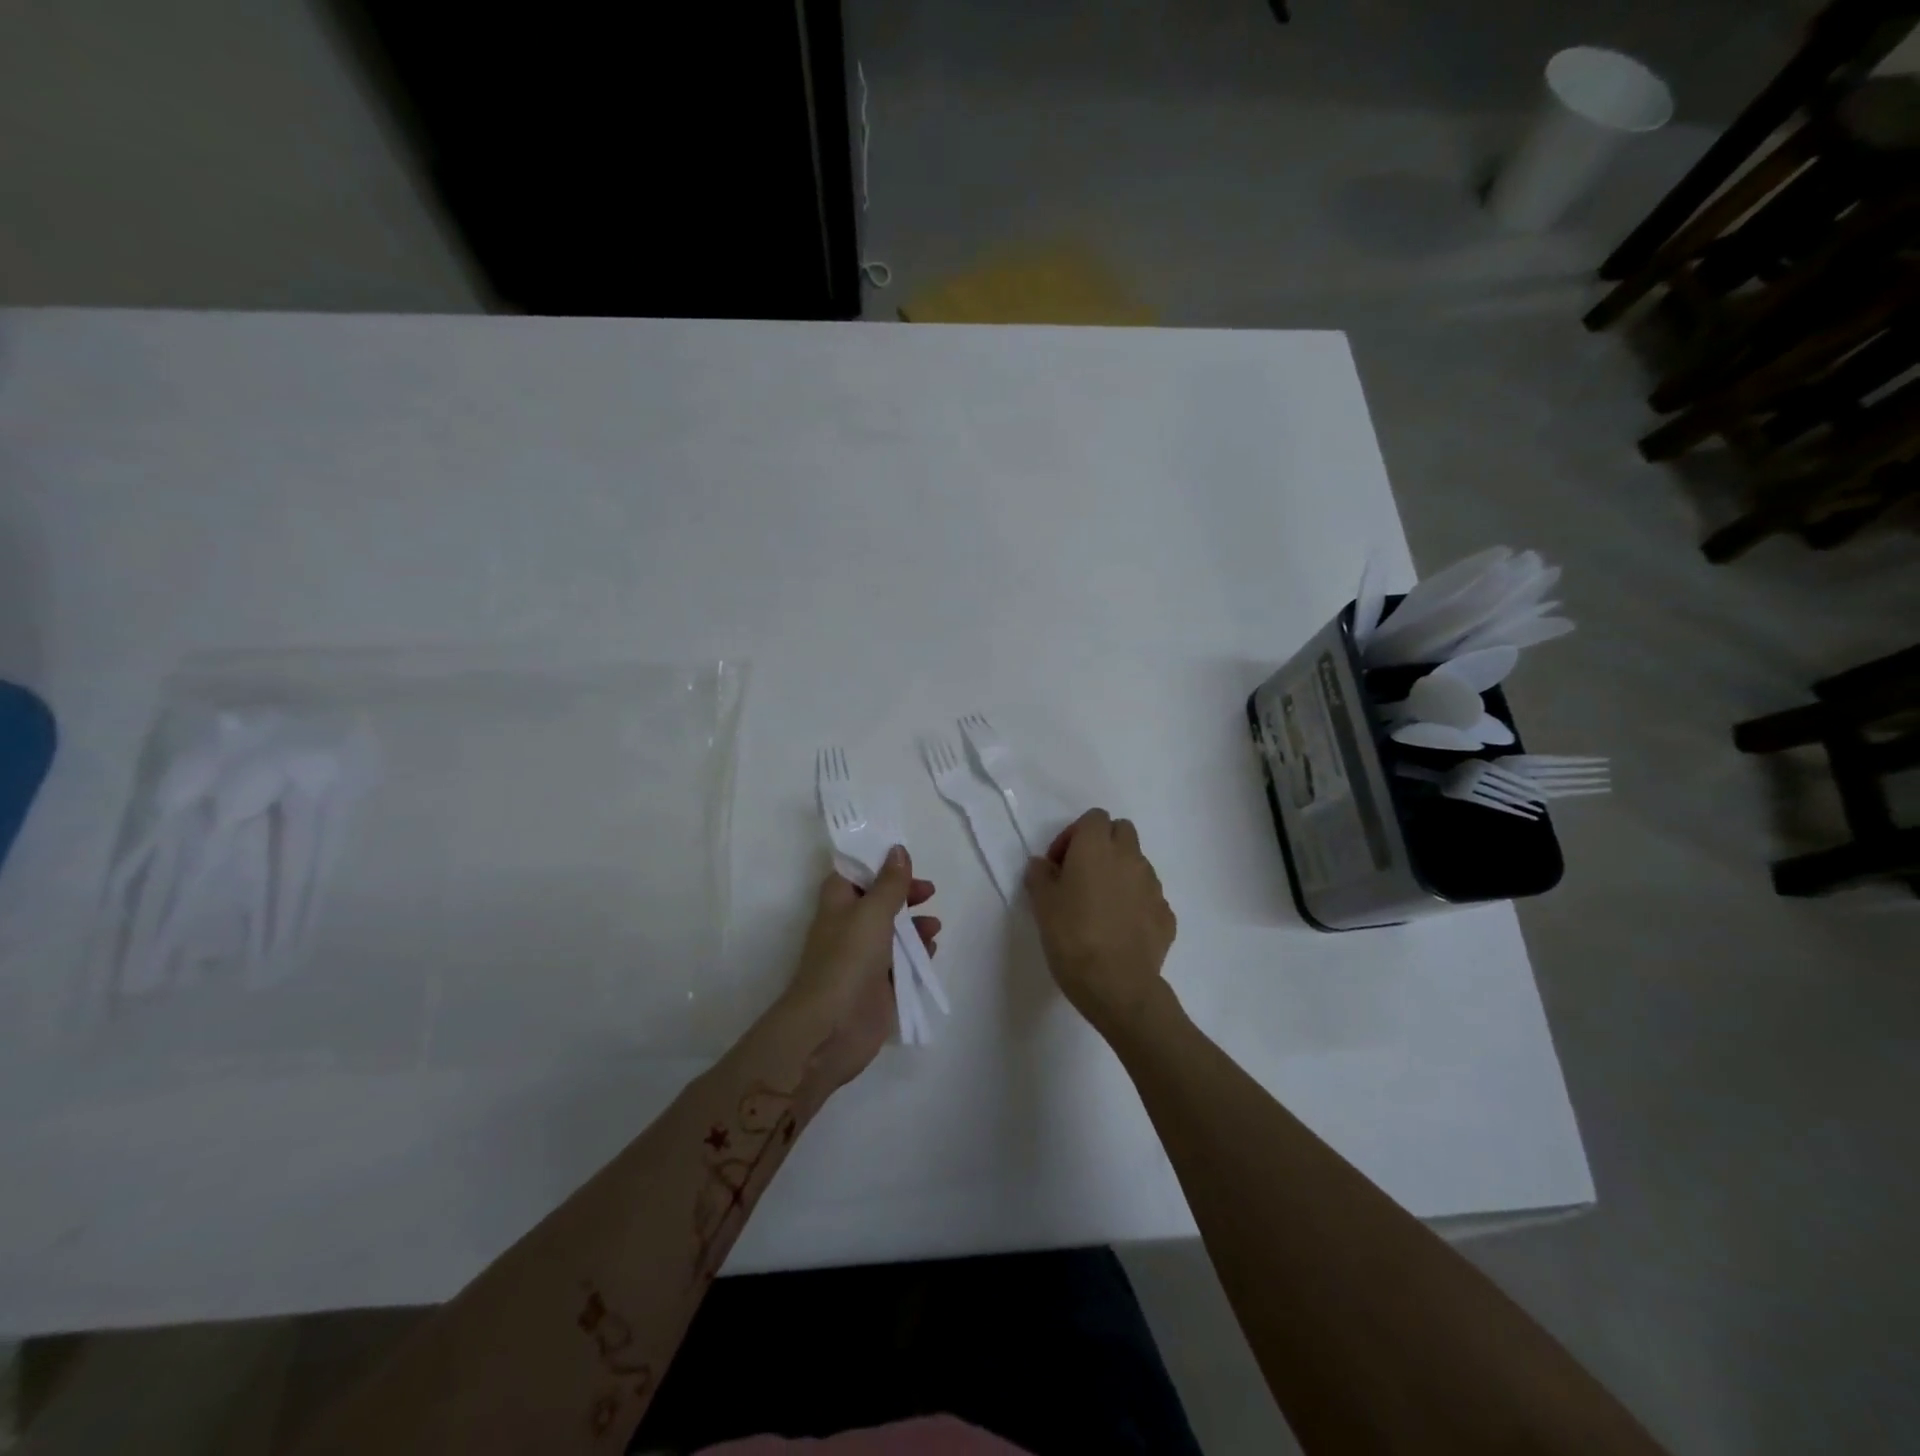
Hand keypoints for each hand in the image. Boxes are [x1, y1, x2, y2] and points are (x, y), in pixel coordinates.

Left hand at [776, 847, 938, 1089]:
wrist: (831, 1028)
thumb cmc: (847, 960)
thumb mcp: (872, 913)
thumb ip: (890, 883)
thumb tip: (897, 850)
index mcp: (838, 903)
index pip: (854, 872)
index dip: (877, 862)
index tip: (904, 857)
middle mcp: (849, 926)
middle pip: (879, 900)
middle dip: (904, 893)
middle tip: (928, 891)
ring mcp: (864, 957)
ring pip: (893, 931)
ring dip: (914, 925)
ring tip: (934, 925)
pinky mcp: (879, 985)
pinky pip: (902, 962)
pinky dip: (917, 954)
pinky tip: (932, 950)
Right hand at [1025, 809, 1176, 1038]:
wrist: (1117, 985)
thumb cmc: (1072, 937)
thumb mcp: (1042, 904)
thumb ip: (1040, 875)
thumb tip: (1043, 865)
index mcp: (1097, 847)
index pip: (1094, 818)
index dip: (1074, 835)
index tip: (1060, 864)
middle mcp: (1130, 857)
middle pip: (1121, 831)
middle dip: (1103, 845)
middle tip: (1082, 875)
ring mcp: (1153, 885)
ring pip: (1137, 864)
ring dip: (1120, 874)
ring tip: (1101, 906)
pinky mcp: (1166, 914)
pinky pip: (1149, 897)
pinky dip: (1136, 903)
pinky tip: (1120, 929)